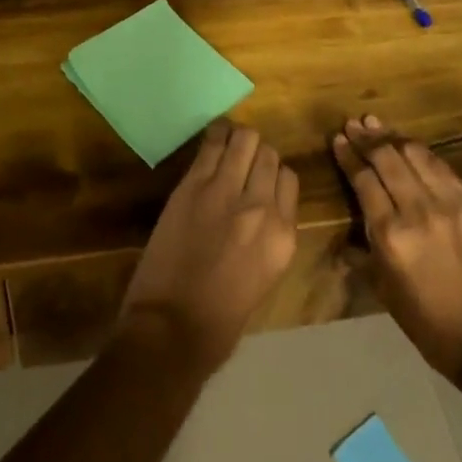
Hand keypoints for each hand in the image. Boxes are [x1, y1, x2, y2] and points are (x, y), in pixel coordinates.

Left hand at [119, 120, 299, 372]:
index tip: (259, 180)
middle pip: (270, 156)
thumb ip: (269, 237)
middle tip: (241, 162)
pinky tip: (213, 137)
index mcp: (284, 236)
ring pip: (245, 140)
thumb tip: (263, 211)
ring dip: (238, 139)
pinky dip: (215, 135)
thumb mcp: (264, 277)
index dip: (273, 176)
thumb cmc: (220, 320)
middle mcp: (262, 207)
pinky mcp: (193, 184)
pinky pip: (212, 144)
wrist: (172, 326)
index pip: (289, 180)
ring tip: (227, 145)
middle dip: (257, 155)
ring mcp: (227, 191)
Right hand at [332, 116, 461, 379]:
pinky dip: (424, 155)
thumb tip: (345, 240)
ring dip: (394, 138)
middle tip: (353, 124)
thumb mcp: (384, 290)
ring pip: (417, 156)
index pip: (364, 180)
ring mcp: (452, 206)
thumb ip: (363, 255)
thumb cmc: (428, 323)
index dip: (349, 156)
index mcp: (391, 234)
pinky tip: (413, 148)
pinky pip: (445, 170)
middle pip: (388, 159)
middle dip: (367, 138)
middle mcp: (419, 211)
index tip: (338, 139)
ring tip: (378, 124)